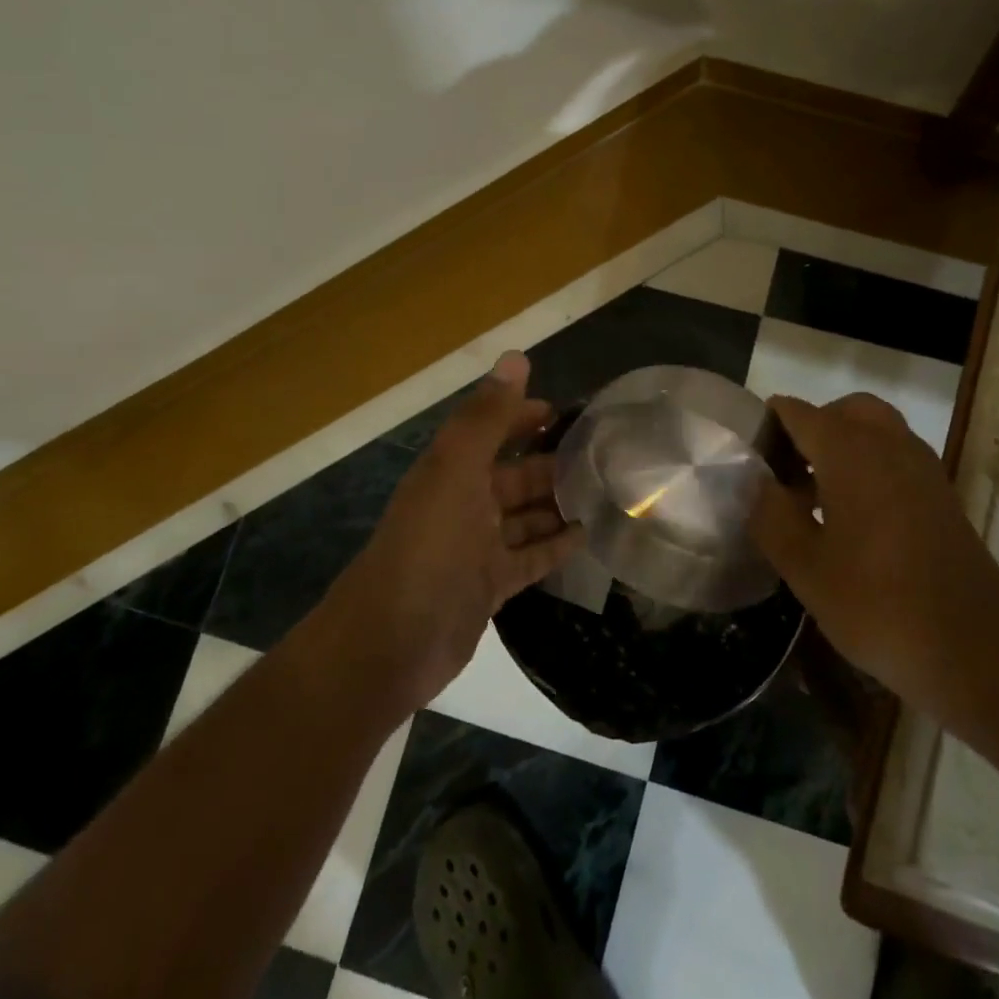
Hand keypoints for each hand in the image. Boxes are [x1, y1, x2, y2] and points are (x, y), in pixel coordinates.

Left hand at [319, 351, 582, 711]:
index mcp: (452, 471)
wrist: (391, 642)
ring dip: (557, 504)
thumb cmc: (428, 547)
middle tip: (605, 456)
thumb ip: (487, 418)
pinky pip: (529, 558)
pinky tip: (588, 537)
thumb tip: (516, 356)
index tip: (569, 411)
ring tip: (606, 493)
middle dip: (552, 462)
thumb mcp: (456, 471)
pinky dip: (554, 547)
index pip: (493, 430)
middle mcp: (463, 503)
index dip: (524, 416)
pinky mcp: (489, 586)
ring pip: (525, 517)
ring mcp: (476, 547)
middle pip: (514, 475)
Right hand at [749, 393, 998, 723]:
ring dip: (843, 446)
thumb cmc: (878, 605)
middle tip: (787, 472)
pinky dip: (870, 466)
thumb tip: (757, 483)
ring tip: (815, 498)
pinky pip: (897, 457)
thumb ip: (771, 516)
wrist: (977, 650)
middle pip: (843, 411)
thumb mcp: (805, 568)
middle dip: (811, 429)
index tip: (748, 460)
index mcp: (850, 452)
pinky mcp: (942, 495)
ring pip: (875, 430)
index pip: (797, 412)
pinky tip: (853, 518)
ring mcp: (923, 468)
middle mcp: (890, 445)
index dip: (767, 427)